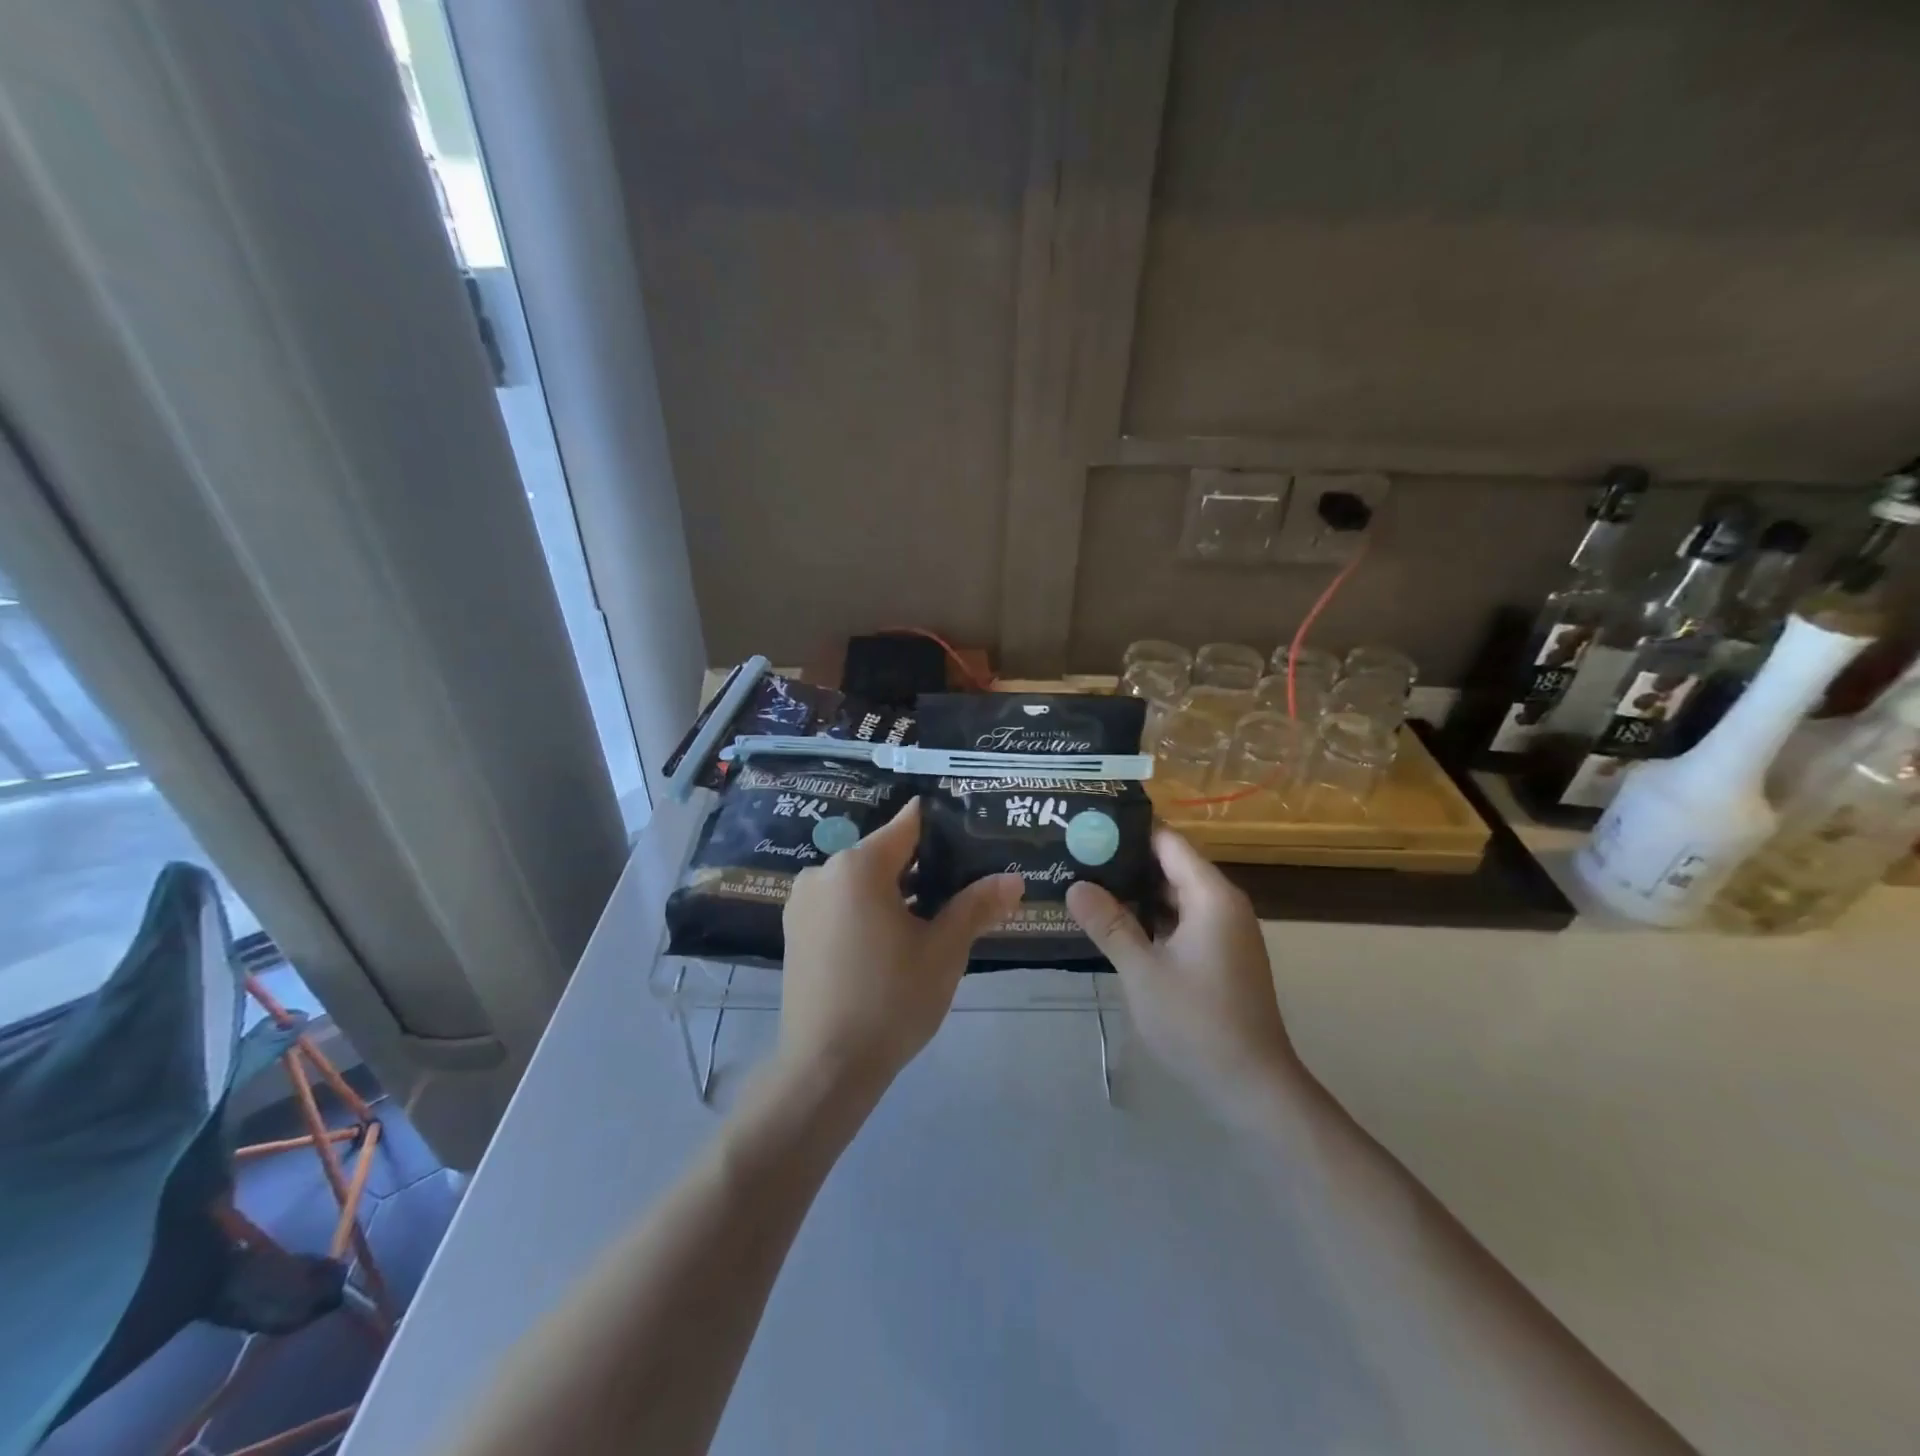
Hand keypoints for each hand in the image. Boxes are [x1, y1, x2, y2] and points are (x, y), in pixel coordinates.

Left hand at [780, 798, 1022, 1090]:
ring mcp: (803, 902)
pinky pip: (841, 903)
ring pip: (862, 881)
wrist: (826, 1068)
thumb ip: (977, 906)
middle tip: (963, 888)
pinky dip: (868, 910)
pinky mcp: (795, 930)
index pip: (908, 825)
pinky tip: (893, 941)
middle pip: (884, 854)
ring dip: (896, 892)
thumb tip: (1015, 879)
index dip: (942, 827)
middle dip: (924, 867)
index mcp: (858, 866)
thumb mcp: (943, 951)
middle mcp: (823, 872)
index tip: (971, 835)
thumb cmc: (891, 1000)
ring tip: (935, 918)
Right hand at [1066, 829, 1301, 1114]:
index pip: (1168, 842)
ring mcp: (1224, 931)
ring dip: (1136, 891)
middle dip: (1125, 861)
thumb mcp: (1142, 971)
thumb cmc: (1197, 1022)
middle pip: (1171, 865)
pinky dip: (1151, 917)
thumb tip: (1075, 885)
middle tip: (1076, 855)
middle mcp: (1223, 904)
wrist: (1253, 1085)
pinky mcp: (1221, 955)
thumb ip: (1109, 924)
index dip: (1128, 831)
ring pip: (1175, 895)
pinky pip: (1182, 919)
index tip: (1087, 827)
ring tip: (1086, 883)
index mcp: (1211, 896)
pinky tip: (1115, 923)